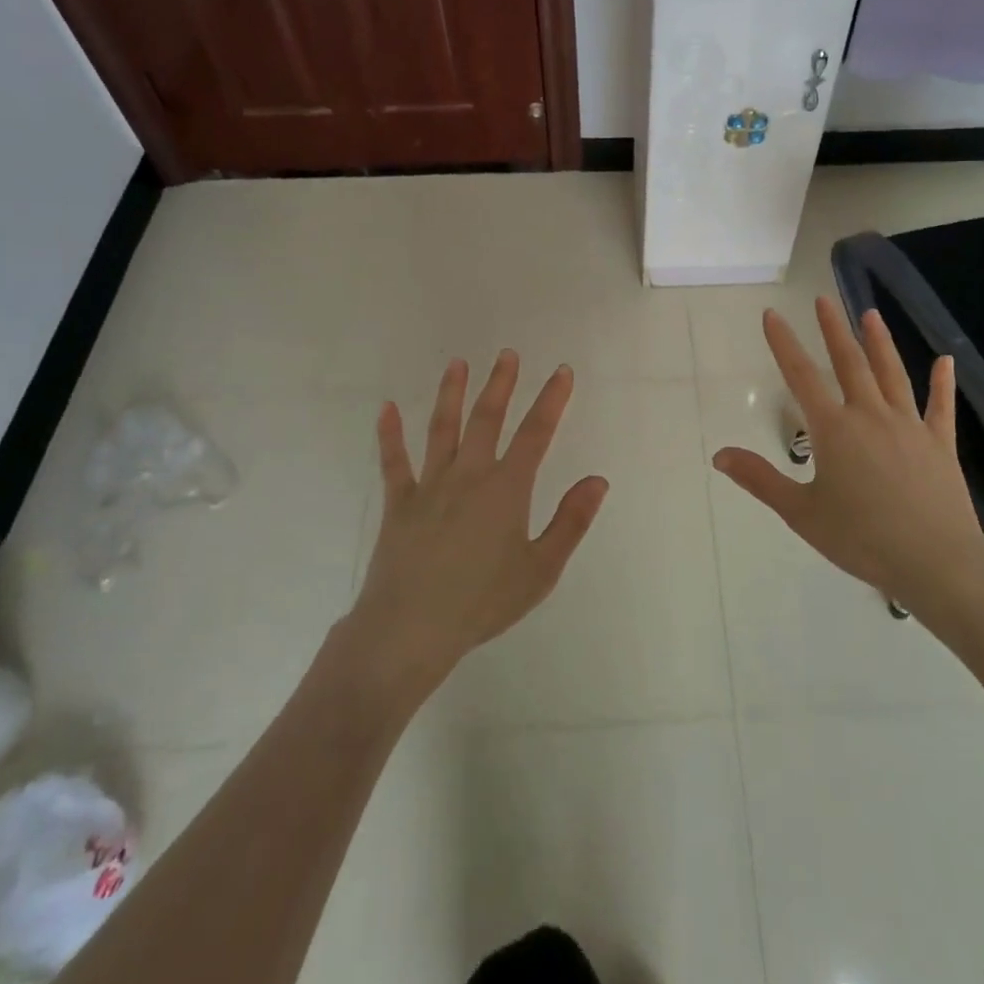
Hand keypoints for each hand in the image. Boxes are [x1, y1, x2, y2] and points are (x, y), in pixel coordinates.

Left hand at [344, 352, 608, 697]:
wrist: (410, 629)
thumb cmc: (483, 602)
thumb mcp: (540, 570)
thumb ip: (570, 522)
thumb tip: (597, 480)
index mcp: (506, 489)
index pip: (536, 434)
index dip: (551, 400)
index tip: (562, 372)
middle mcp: (468, 476)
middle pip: (487, 419)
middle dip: (501, 384)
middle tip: (507, 355)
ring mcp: (429, 486)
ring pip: (442, 429)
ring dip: (451, 394)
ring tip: (457, 363)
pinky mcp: (398, 504)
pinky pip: (393, 462)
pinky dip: (389, 434)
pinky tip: (385, 409)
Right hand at [712, 299, 983, 614]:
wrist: (935, 561)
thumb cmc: (861, 538)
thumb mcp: (801, 512)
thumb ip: (761, 479)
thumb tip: (720, 455)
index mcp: (834, 430)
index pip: (801, 376)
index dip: (783, 343)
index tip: (772, 314)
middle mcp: (870, 416)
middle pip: (849, 363)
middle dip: (833, 329)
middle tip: (823, 299)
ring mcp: (909, 426)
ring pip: (891, 374)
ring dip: (879, 342)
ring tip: (870, 314)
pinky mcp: (939, 444)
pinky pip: (940, 406)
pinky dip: (942, 383)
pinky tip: (945, 361)